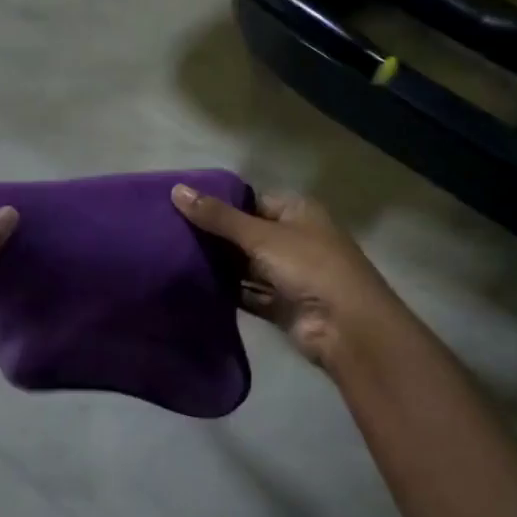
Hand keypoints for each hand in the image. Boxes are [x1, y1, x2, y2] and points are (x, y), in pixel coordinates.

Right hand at [172, 184, 411, 374]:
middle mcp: (295, 239)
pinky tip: (195, 287)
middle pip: (247, 233)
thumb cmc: (308, 266)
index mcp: (298, 211)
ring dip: (219, 266)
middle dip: (215, 236)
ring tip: (174, 257)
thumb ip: (218, 216)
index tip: (183, 206)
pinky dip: (228, 292)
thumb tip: (176, 190)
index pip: (253, 200)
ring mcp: (289, 274)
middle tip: (171, 233)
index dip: (221, 203)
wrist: (345, 327)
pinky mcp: (282, 305)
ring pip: (247, 265)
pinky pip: (249, 293)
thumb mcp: (260, 235)